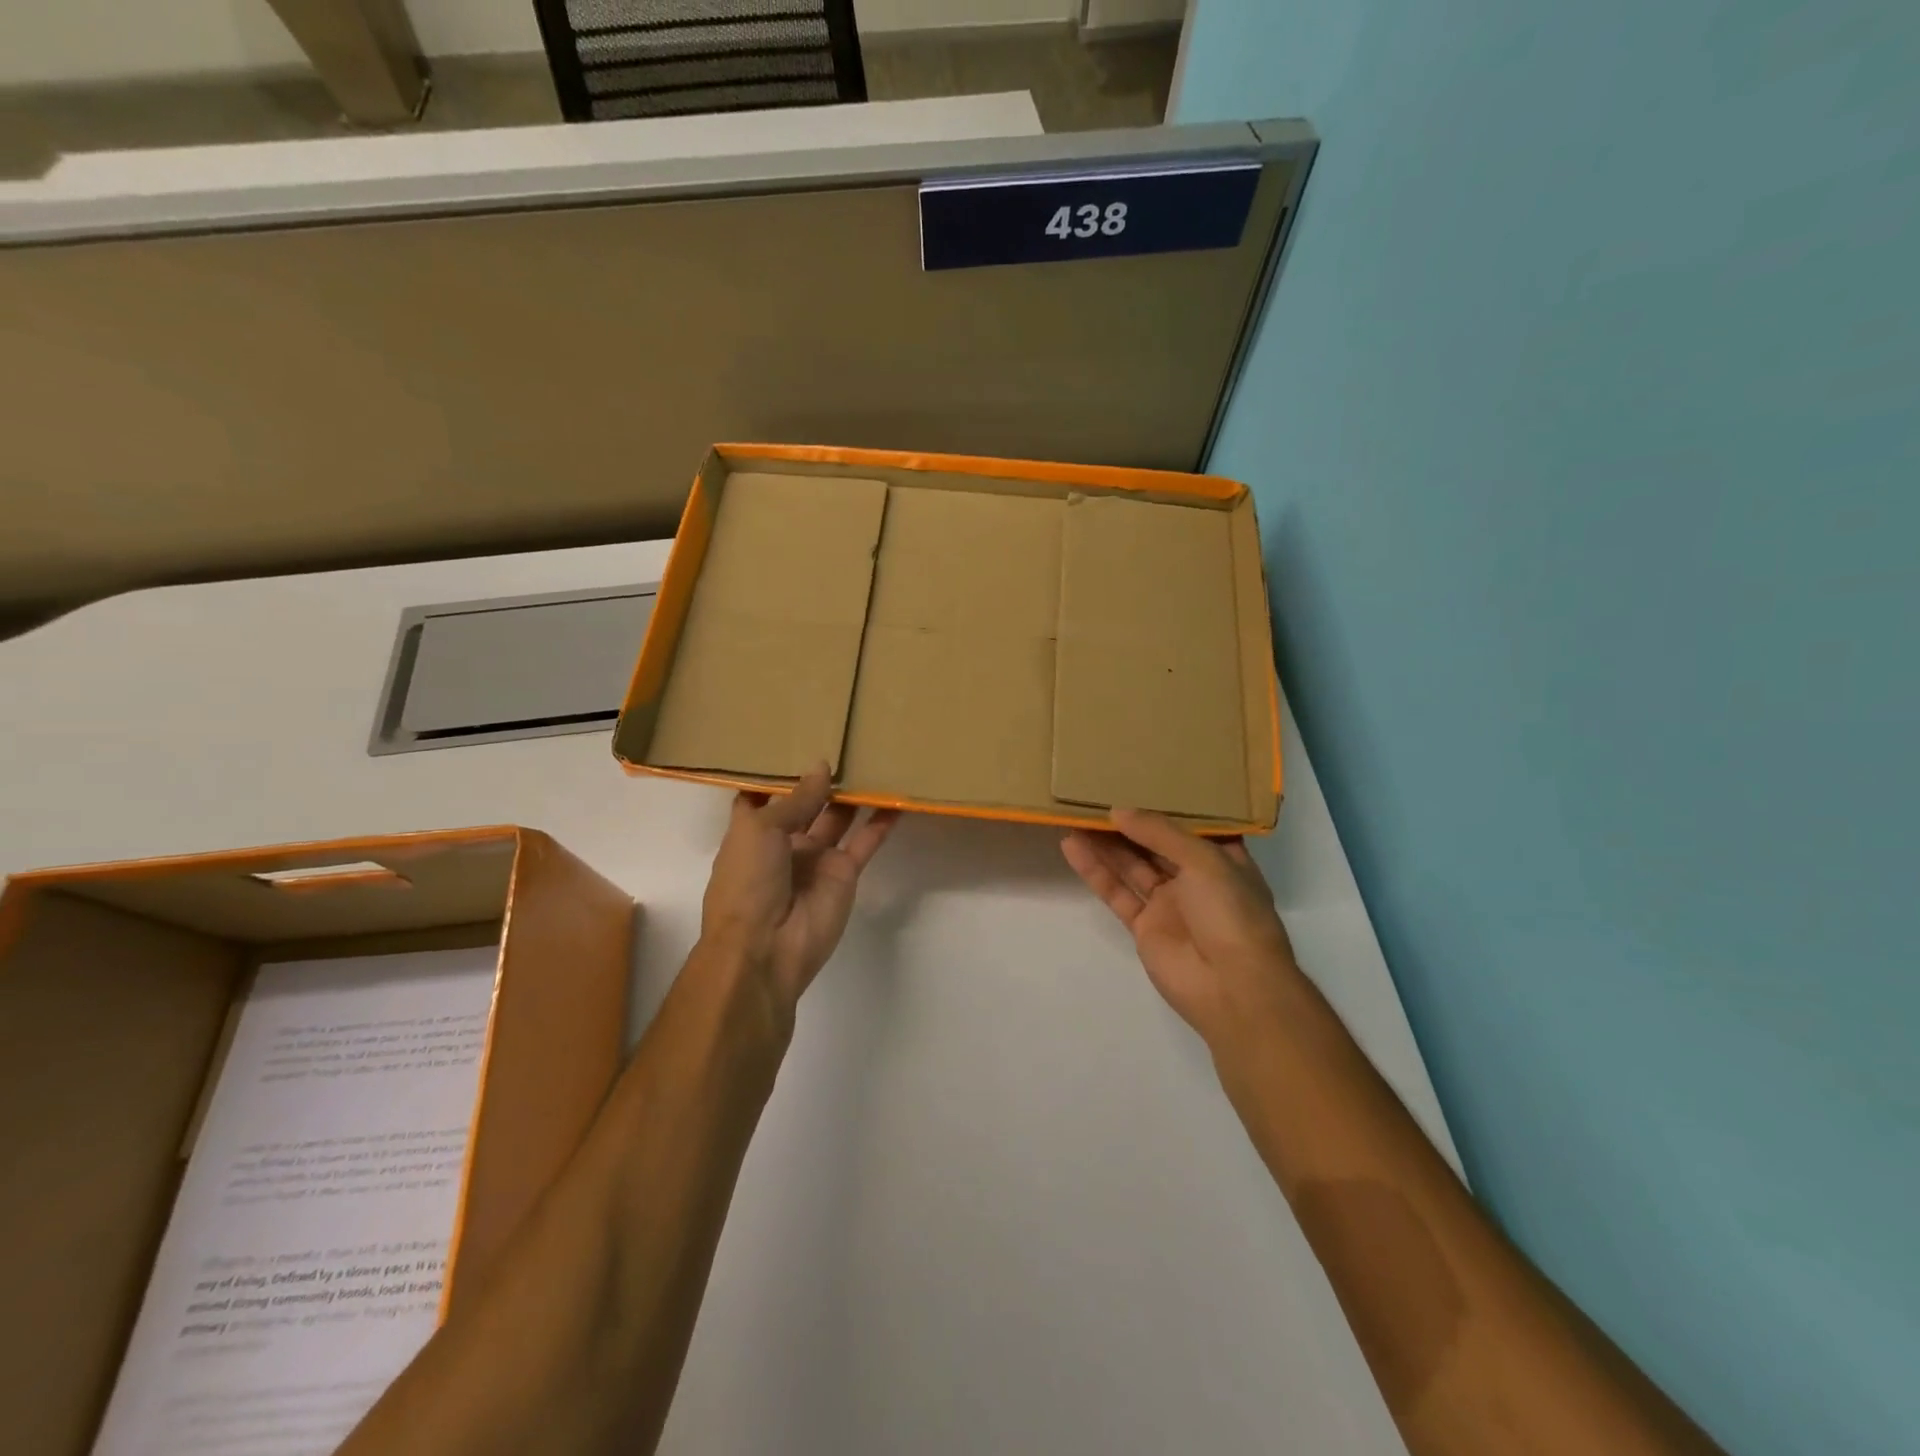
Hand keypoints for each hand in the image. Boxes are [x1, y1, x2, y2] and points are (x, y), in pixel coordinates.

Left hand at [700, 764, 898, 1019]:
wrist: (765, 949)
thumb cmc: (747, 882)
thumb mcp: (761, 830)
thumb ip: (797, 799)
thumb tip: (822, 767)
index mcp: (752, 831)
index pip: (764, 796)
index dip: (779, 772)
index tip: (796, 741)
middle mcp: (784, 842)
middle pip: (807, 803)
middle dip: (823, 778)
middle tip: (847, 743)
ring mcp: (817, 858)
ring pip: (839, 818)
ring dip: (853, 795)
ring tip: (873, 761)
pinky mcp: (845, 873)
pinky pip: (865, 842)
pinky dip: (881, 823)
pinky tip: (897, 799)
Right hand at [1062, 810, 1301, 1050]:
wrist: (1233, 987)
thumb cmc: (1231, 912)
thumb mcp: (1203, 859)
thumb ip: (1159, 832)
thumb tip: (1118, 811)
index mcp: (1223, 860)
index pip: (1191, 826)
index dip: (1165, 806)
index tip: (1136, 780)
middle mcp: (1196, 879)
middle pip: (1156, 845)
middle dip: (1128, 823)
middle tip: (1094, 795)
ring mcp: (1169, 905)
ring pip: (1131, 866)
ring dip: (1105, 843)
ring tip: (1075, 815)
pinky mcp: (1144, 928)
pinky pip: (1116, 892)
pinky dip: (1095, 871)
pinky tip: (1073, 846)